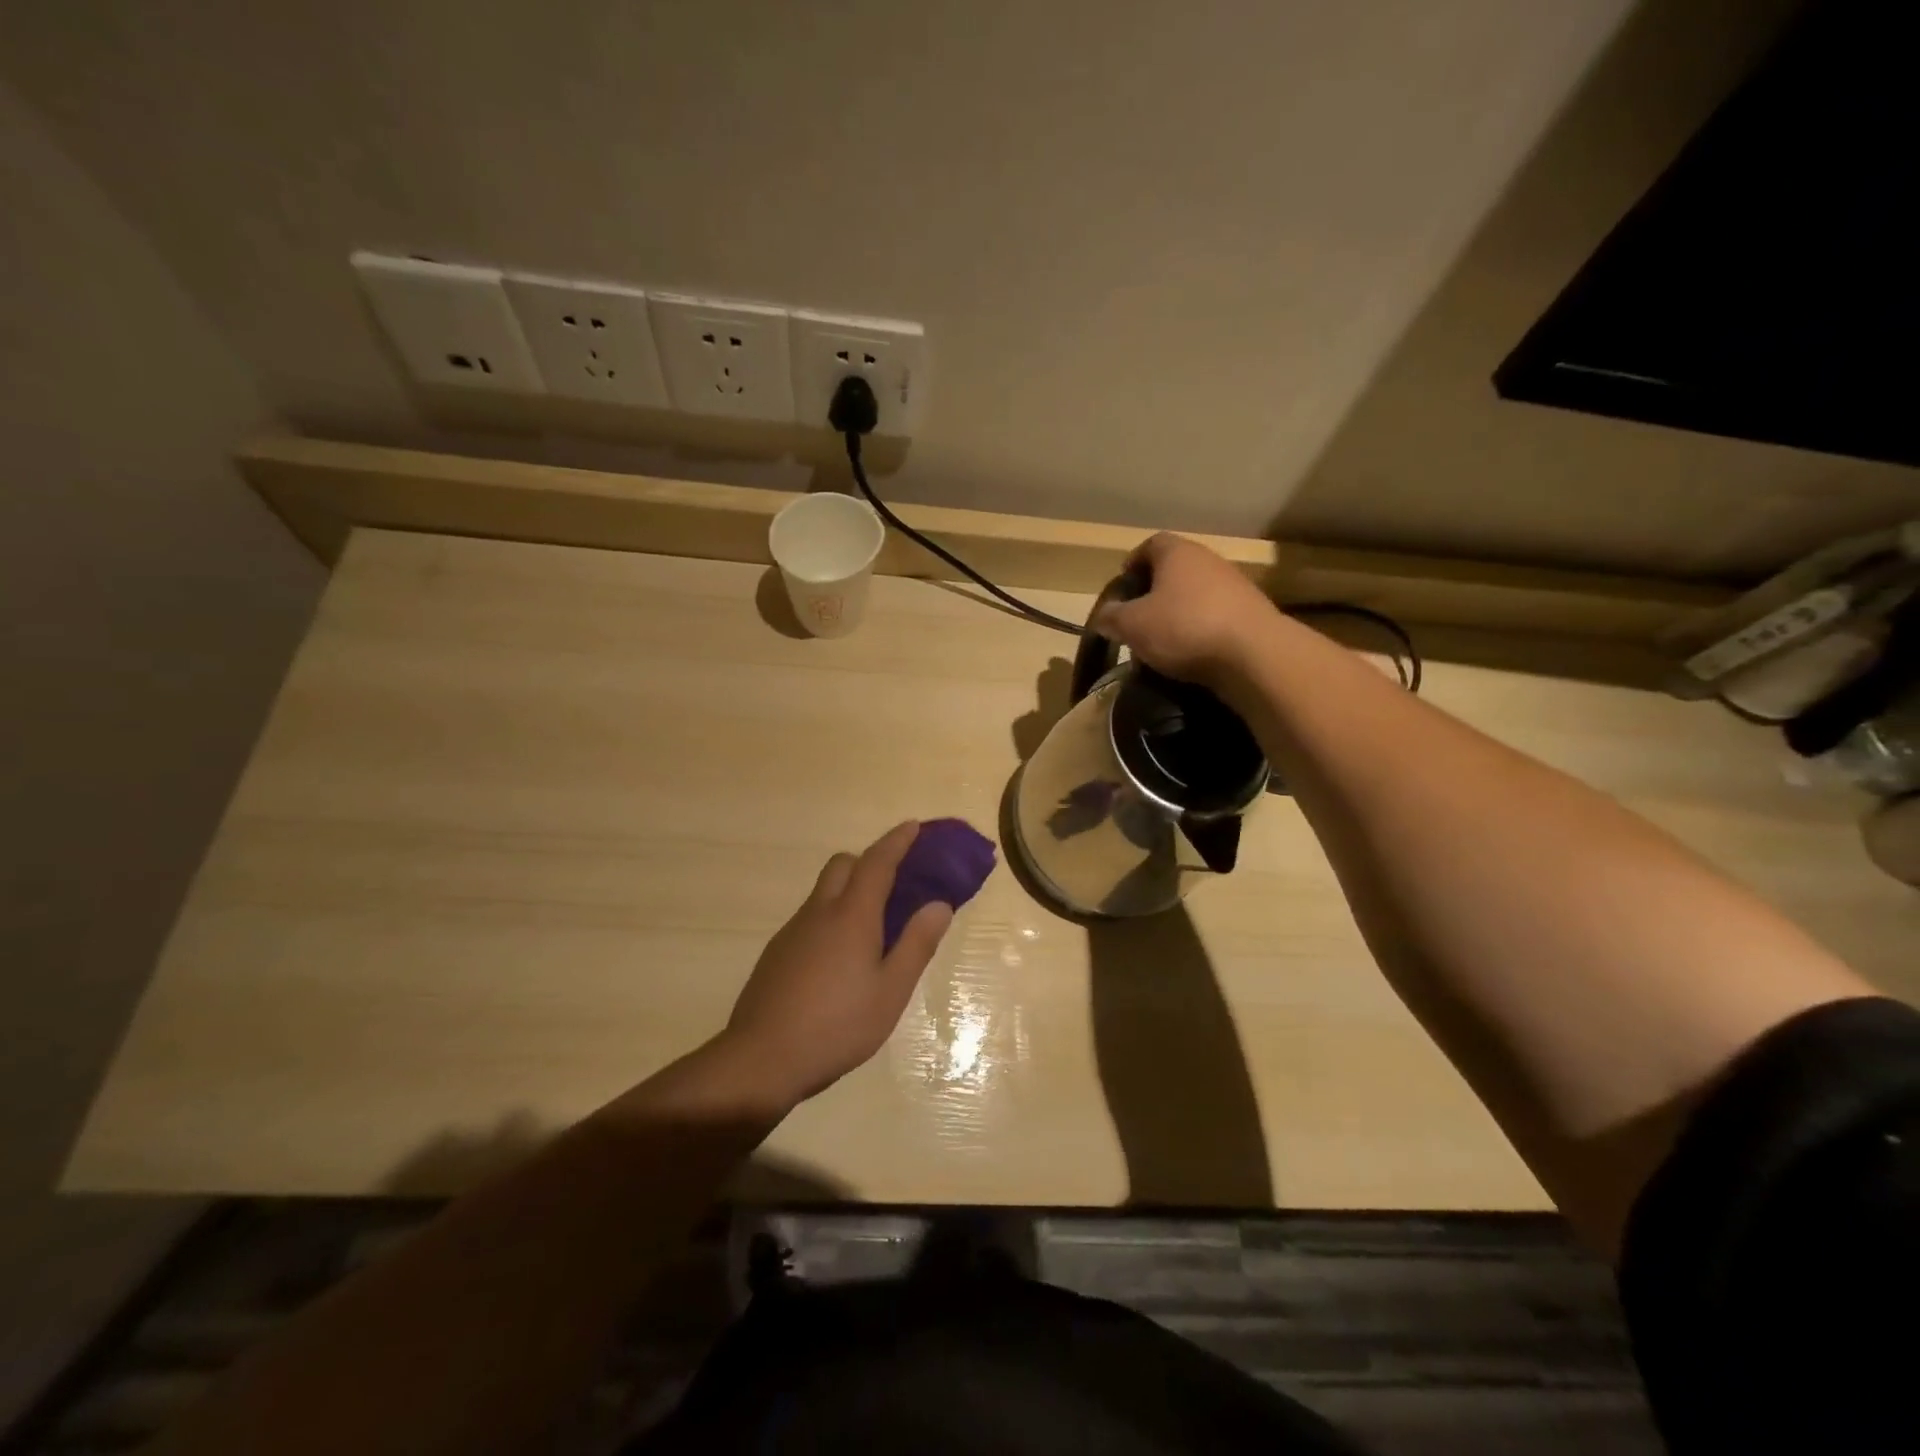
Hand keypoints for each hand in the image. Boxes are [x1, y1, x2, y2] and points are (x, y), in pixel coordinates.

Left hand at [719, 822, 953, 1107]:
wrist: (761, 1058)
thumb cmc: (837, 1025)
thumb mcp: (890, 991)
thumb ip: (916, 944)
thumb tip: (939, 905)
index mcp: (852, 916)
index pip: (877, 862)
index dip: (897, 841)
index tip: (914, 826)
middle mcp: (819, 912)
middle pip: (843, 865)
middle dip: (869, 861)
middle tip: (895, 883)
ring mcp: (793, 931)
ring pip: (824, 892)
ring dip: (849, 891)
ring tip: (873, 930)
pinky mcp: (777, 953)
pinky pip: (811, 918)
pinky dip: (831, 919)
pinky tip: (840, 961)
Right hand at [1092, 533, 1280, 689]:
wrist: (1253, 654)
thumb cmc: (1184, 628)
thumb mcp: (1132, 625)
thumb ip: (1112, 617)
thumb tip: (1105, 615)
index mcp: (1178, 553)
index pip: (1150, 544)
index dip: (1133, 563)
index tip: (1122, 586)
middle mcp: (1208, 560)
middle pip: (1175, 569)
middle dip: (1154, 592)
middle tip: (1137, 618)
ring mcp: (1235, 585)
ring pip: (1196, 594)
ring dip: (1178, 612)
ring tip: (1162, 641)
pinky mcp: (1251, 613)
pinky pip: (1215, 616)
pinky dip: (1200, 629)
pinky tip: (1191, 653)